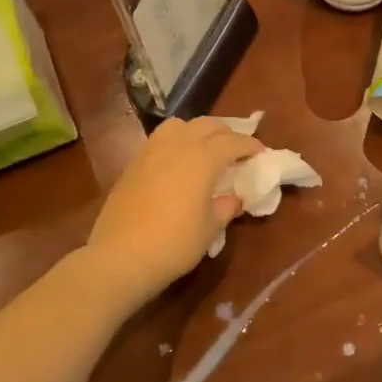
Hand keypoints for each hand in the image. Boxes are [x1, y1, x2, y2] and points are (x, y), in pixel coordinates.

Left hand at [87, 117, 264, 301]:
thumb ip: (226, 206)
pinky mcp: (133, 164)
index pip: (233, 141)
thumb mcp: (211, 228)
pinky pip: (160, 140)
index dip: (250, 145)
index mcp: (203, 158)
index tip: (261, 153)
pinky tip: (178, 162)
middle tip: (237, 149)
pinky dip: (177, 142)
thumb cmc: (175, 243)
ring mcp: (151, 151)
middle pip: (207, 125)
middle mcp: (178, 145)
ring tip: (205, 148)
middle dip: (226, 133)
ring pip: (180, 125)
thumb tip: (234, 197)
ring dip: (198, 131)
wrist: (120, 257)